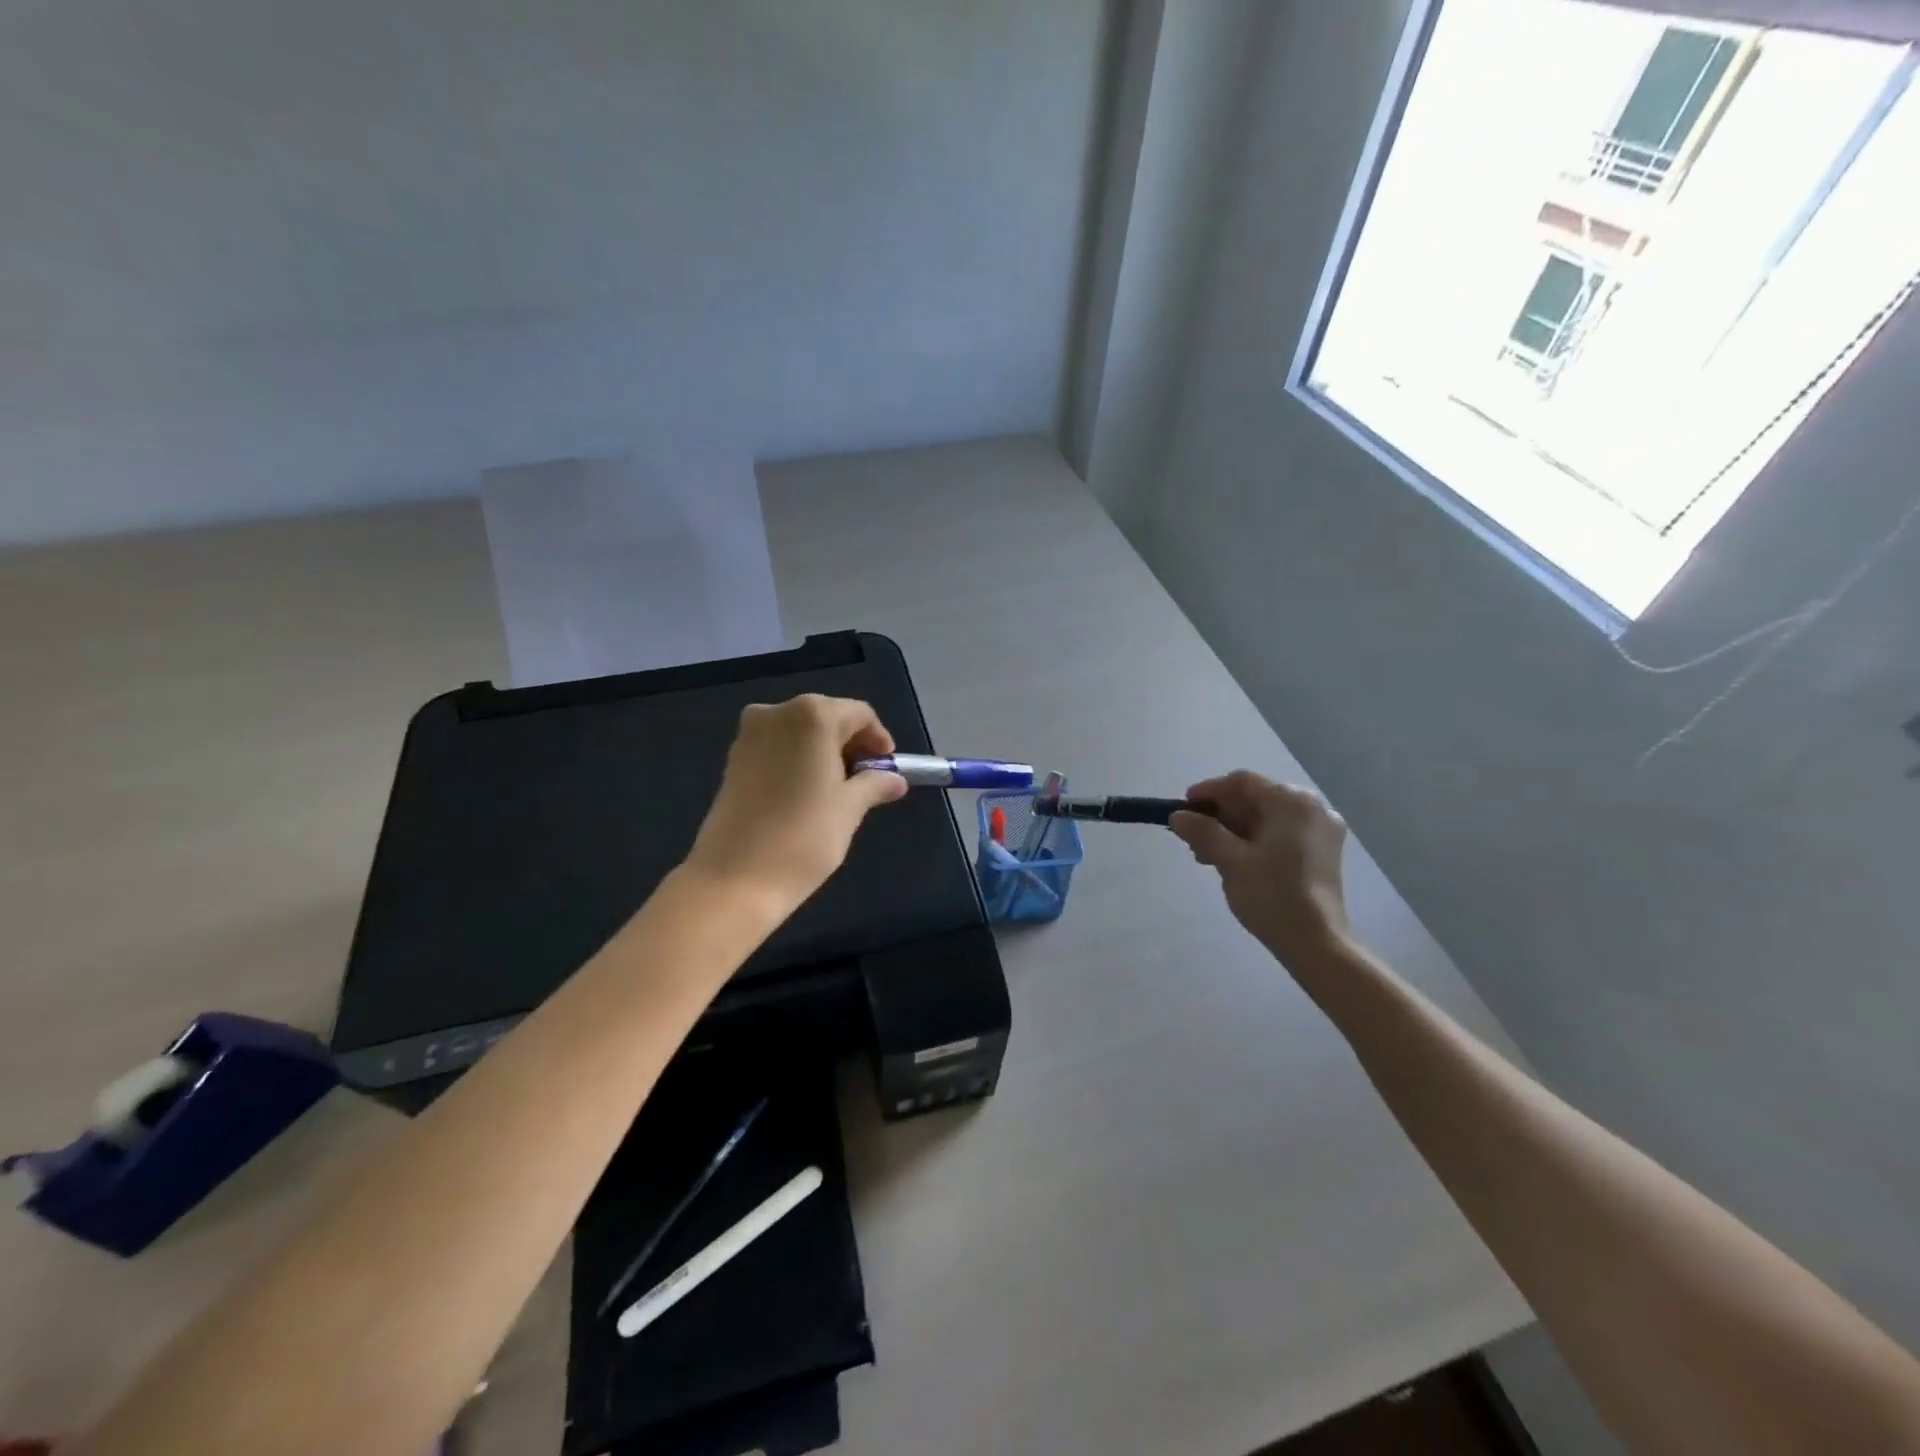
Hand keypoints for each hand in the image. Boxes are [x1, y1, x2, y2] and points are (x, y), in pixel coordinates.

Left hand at [686, 694, 907, 913]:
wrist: (734, 879)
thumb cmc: (804, 837)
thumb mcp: (849, 809)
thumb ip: (875, 785)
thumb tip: (895, 780)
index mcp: (812, 715)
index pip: (859, 714)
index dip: (878, 739)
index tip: (887, 768)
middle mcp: (777, 712)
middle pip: (827, 717)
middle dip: (850, 745)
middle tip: (867, 780)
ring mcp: (749, 734)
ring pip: (800, 732)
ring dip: (823, 753)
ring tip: (838, 790)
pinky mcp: (733, 758)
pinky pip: (777, 748)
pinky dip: (798, 761)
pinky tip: (807, 793)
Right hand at [1170, 771, 1351, 969]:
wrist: (1316, 944)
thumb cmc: (1272, 895)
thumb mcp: (1230, 860)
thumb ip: (1202, 832)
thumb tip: (1177, 816)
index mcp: (1293, 802)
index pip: (1243, 783)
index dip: (1209, 792)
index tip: (1183, 808)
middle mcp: (1313, 808)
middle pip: (1256, 799)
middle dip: (1220, 816)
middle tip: (1193, 838)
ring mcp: (1322, 831)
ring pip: (1267, 818)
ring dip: (1234, 831)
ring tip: (1207, 855)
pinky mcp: (1322, 852)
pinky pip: (1281, 834)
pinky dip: (1254, 841)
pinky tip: (1233, 861)